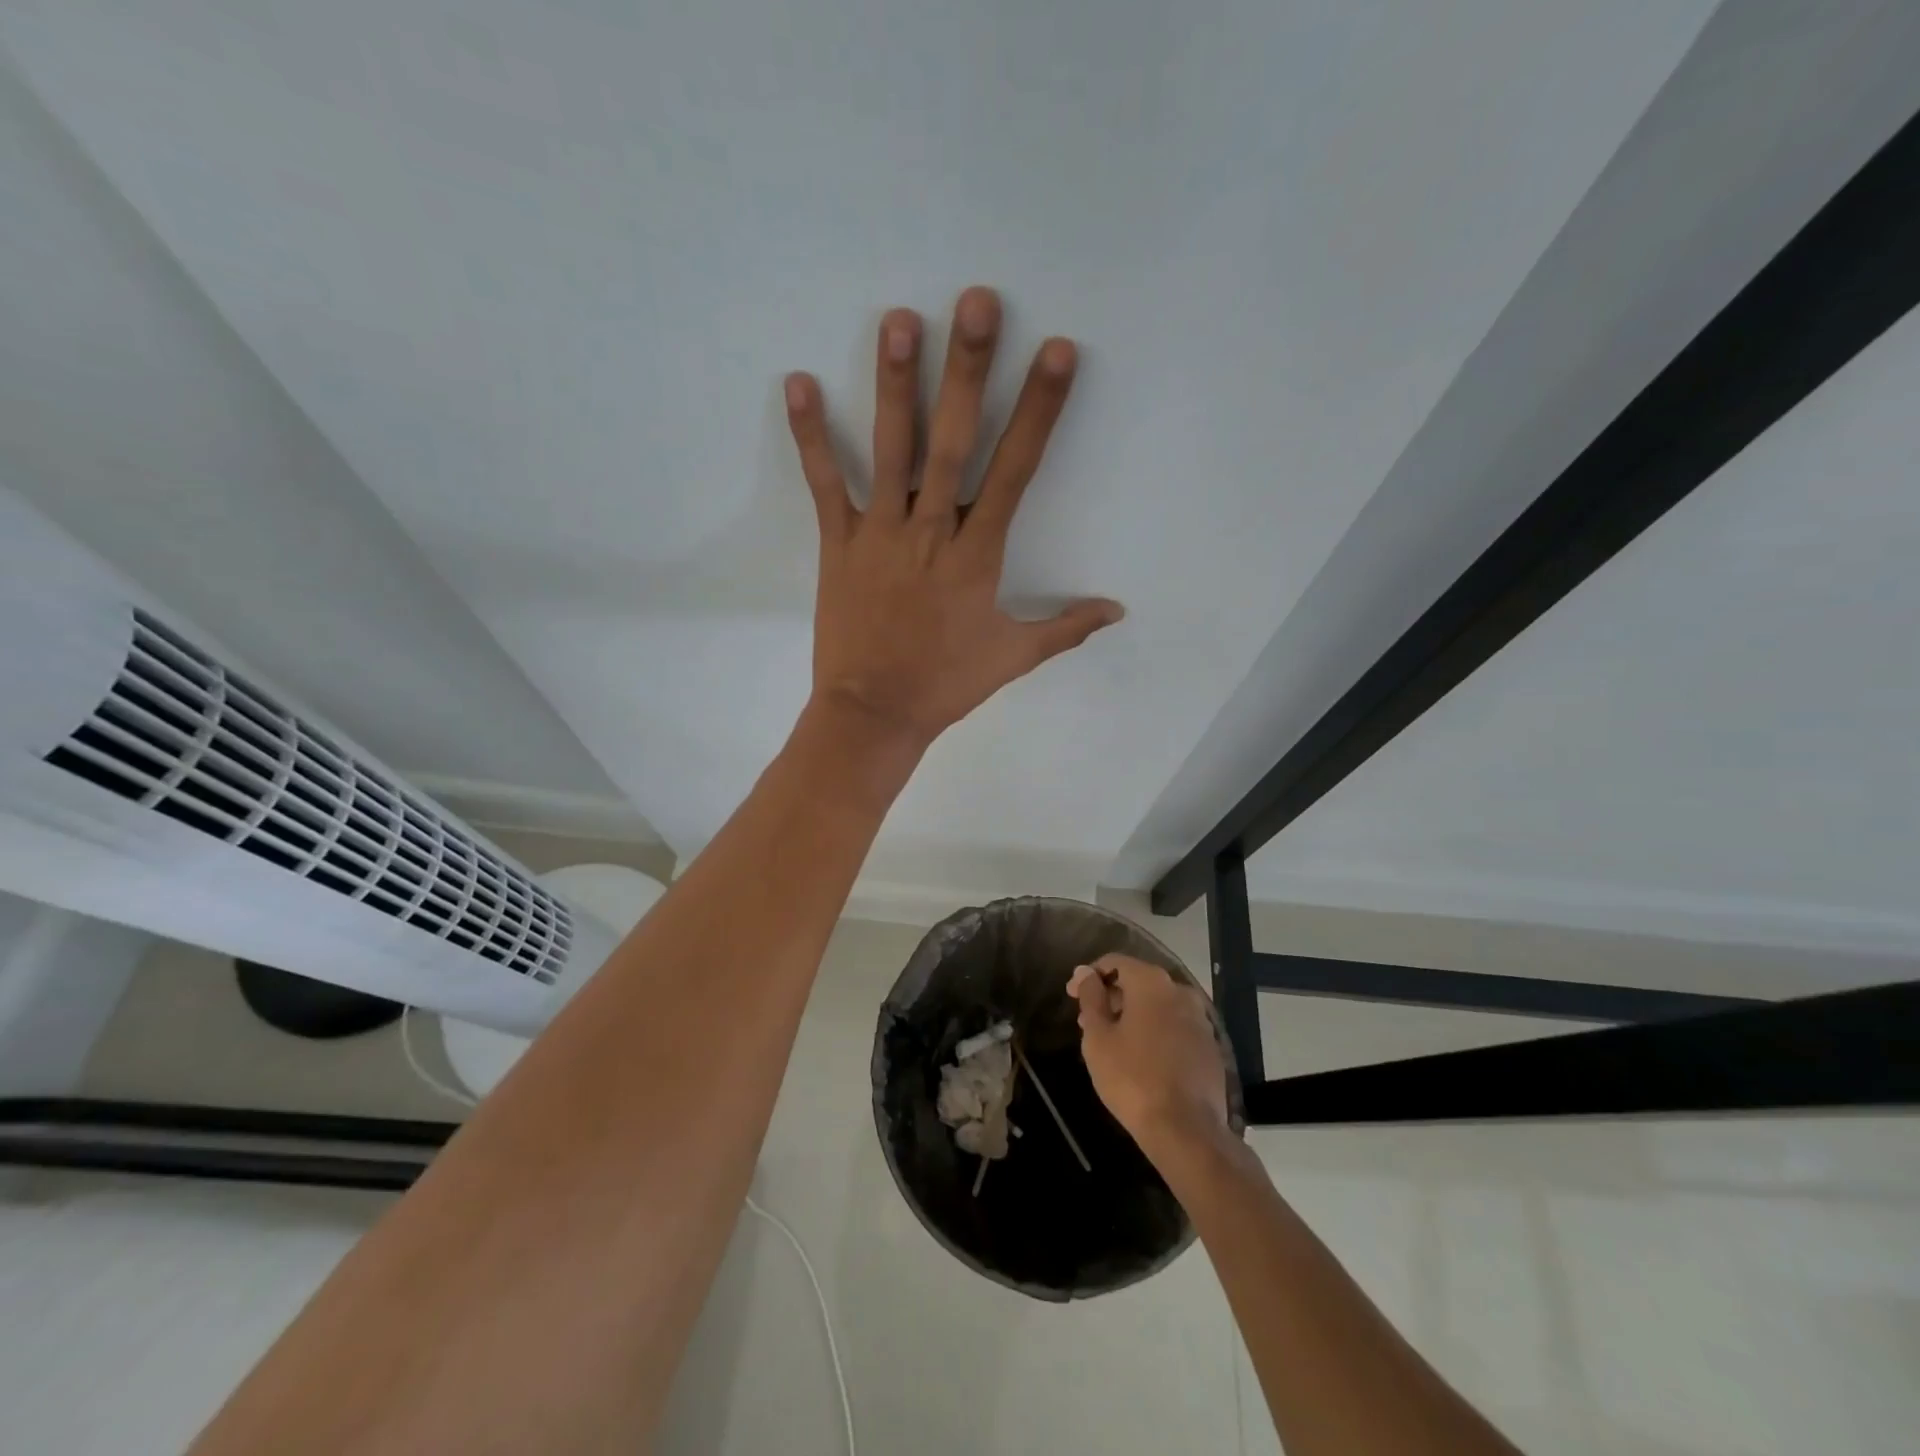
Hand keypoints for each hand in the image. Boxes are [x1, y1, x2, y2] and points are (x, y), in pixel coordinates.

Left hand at [784, 287, 1123, 748]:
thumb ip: (1067, 627)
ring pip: (890, 451)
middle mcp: (931, 531)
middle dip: (967, 372)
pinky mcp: (839, 545)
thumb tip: (1117, 610)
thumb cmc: (946, 684)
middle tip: (975, 301)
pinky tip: (799, 381)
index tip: (1056, 353)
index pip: (1016, 471)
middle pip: (952, 443)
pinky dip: (811, 436)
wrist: (874, 714)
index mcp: (977, 555)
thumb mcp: (1014, 656)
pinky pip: (825, 485)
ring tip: (899, 320)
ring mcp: (880, 534)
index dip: (1038, 411)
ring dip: (895, 385)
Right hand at [1069, 955, 1230, 1155]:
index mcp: (1152, 982)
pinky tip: (1140, 1056)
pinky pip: (1175, 1026)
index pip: (1115, 962)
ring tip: (1112, 1040)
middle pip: (1139, 981)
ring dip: (1133, 1015)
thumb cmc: (1132, 1077)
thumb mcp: (1098, 1037)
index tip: (1072, 995)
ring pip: (1158, 1005)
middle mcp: (1180, 991)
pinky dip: (1155, 1031)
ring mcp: (1200, 1019)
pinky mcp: (1210, 1046)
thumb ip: (1091, 998)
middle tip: (1088, 1021)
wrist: (1186, 1130)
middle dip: (1112, 996)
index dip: (1090, 976)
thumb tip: (1086, 973)